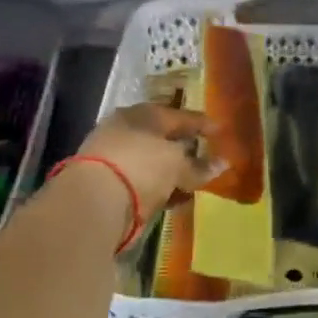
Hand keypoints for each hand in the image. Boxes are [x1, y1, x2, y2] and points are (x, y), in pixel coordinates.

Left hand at [74, 104, 223, 223]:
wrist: (94, 201)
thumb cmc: (141, 165)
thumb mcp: (177, 164)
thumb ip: (199, 166)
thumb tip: (223, 164)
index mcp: (141, 115)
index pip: (177, 115)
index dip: (200, 123)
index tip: (220, 131)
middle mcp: (126, 132)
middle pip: (162, 138)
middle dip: (185, 146)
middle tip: (208, 153)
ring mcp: (116, 159)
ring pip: (154, 162)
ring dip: (174, 171)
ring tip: (198, 180)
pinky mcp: (111, 186)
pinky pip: (146, 183)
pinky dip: (163, 188)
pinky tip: (179, 197)